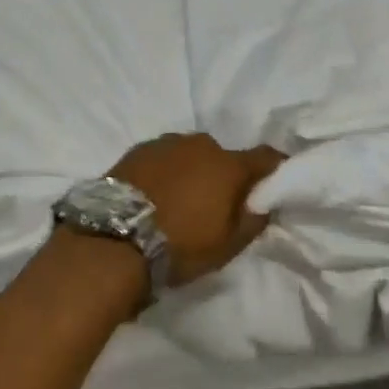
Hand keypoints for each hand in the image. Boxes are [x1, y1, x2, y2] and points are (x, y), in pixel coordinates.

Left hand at [109, 134, 284, 285]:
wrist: (114, 239)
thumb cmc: (180, 245)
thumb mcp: (227, 245)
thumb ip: (252, 220)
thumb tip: (265, 202)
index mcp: (228, 165)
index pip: (265, 157)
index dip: (274, 169)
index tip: (274, 182)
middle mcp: (201, 144)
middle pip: (223, 156)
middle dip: (224, 175)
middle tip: (216, 202)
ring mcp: (166, 143)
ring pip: (191, 154)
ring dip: (192, 171)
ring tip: (180, 199)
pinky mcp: (138, 149)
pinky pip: (163, 157)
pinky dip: (166, 170)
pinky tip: (155, 193)